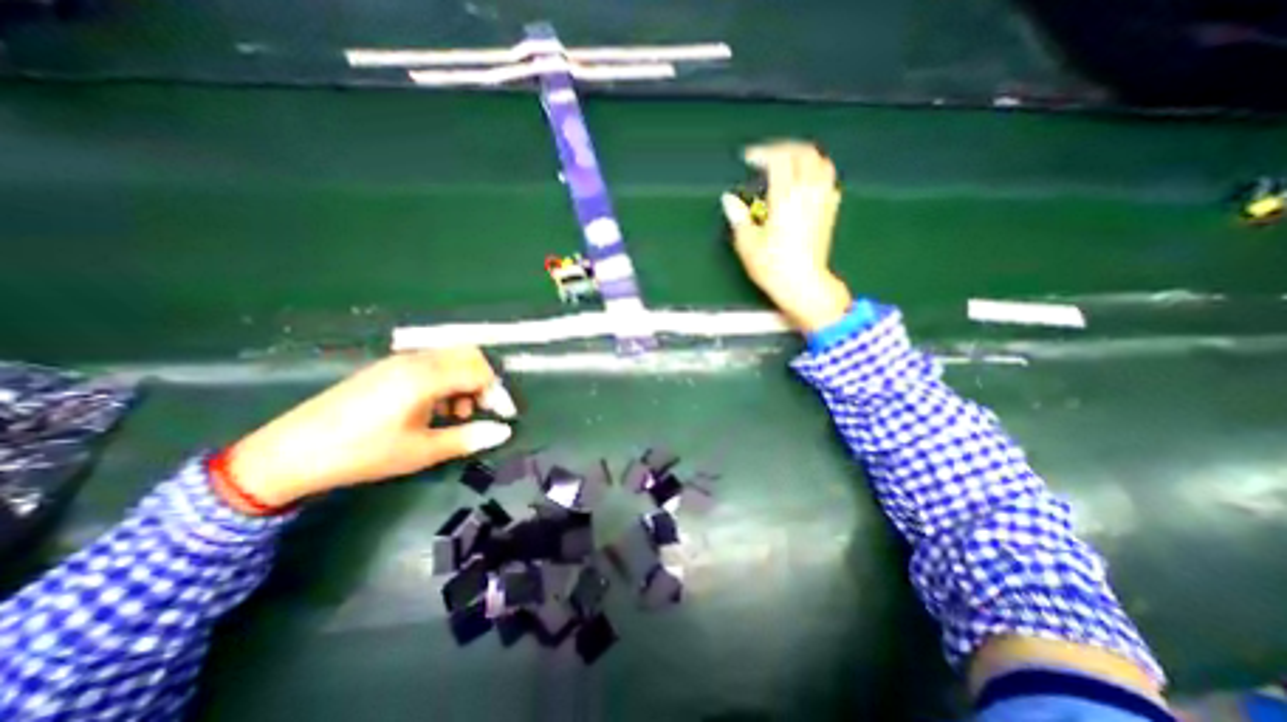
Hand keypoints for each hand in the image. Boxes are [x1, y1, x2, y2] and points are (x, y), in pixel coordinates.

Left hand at [220, 346, 515, 506]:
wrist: (289, 453)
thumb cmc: (363, 453)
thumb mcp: (422, 451)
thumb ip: (468, 438)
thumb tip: (504, 432)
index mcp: (426, 377)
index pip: (479, 371)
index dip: (498, 392)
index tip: (504, 416)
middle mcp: (415, 360)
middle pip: (468, 356)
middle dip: (483, 381)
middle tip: (481, 410)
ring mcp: (398, 361)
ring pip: (449, 358)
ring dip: (464, 381)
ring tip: (455, 414)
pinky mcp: (386, 369)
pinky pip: (429, 364)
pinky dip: (444, 380)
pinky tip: (432, 408)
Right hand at [722, 138, 851, 333]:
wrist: (803, 284)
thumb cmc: (773, 266)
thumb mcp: (747, 243)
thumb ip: (738, 216)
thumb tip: (729, 199)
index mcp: (785, 197)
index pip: (779, 158)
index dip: (763, 153)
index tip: (749, 158)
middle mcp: (808, 192)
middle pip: (803, 152)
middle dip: (783, 148)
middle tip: (767, 157)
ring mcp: (823, 200)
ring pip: (821, 161)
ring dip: (803, 156)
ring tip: (787, 165)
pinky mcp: (830, 211)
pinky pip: (828, 179)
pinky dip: (816, 171)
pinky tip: (805, 182)